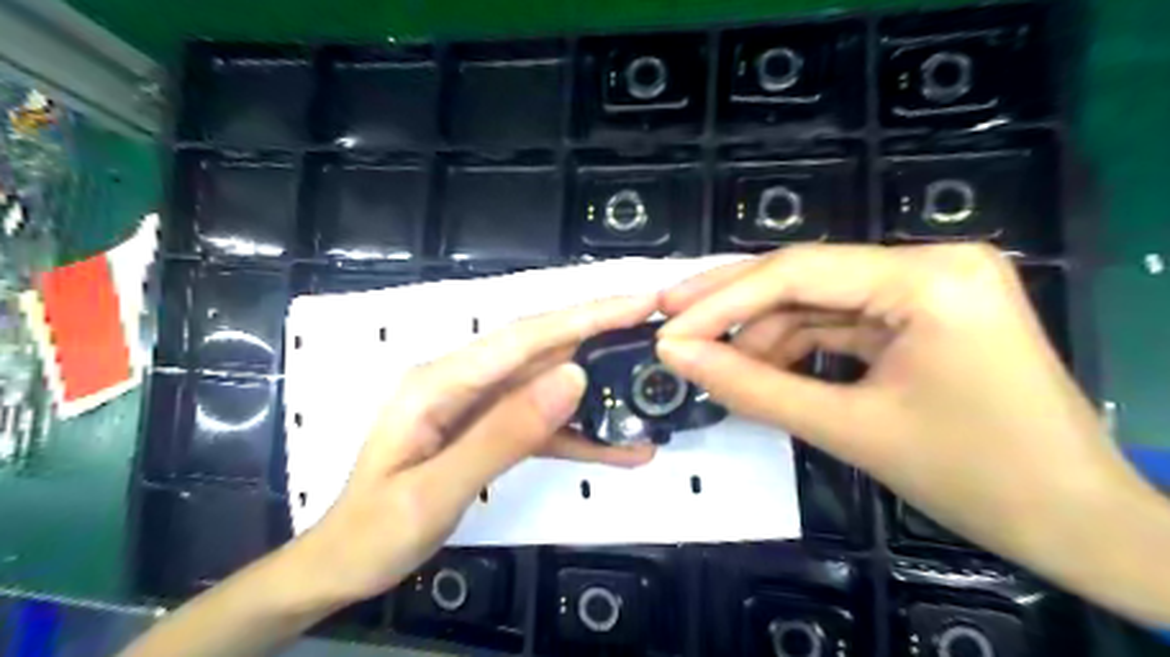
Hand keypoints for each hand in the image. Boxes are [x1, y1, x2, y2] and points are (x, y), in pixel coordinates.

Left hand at [286, 295, 660, 608]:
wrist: (345, 563)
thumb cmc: (377, 531)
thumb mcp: (437, 489)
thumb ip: (505, 433)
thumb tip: (574, 377)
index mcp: (441, 381)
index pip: (525, 337)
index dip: (585, 316)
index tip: (638, 302)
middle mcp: (463, 381)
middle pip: (542, 349)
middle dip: (601, 333)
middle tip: (657, 326)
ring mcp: (478, 404)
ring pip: (549, 385)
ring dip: (598, 388)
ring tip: (650, 388)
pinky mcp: (490, 429)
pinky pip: (541, 423)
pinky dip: (580, 433)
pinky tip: (619, 448)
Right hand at [656, 245, 1168, 618]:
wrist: (1076, 523)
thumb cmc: (974, 478)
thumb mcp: (847, 429)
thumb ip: (751, 387)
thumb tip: (677, 356)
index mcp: (928, 278)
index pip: (797, 272)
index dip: (721, 301)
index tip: (667, 327)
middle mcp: (931, 262)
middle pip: (804, 275)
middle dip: (733, 304)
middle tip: (670, 319)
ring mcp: (929, 285)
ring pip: (817, 300)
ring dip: (763, 333)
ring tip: (718, 366)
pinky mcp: (924, 312)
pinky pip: (841, 321)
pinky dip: (796, 345)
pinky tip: (762, 368)